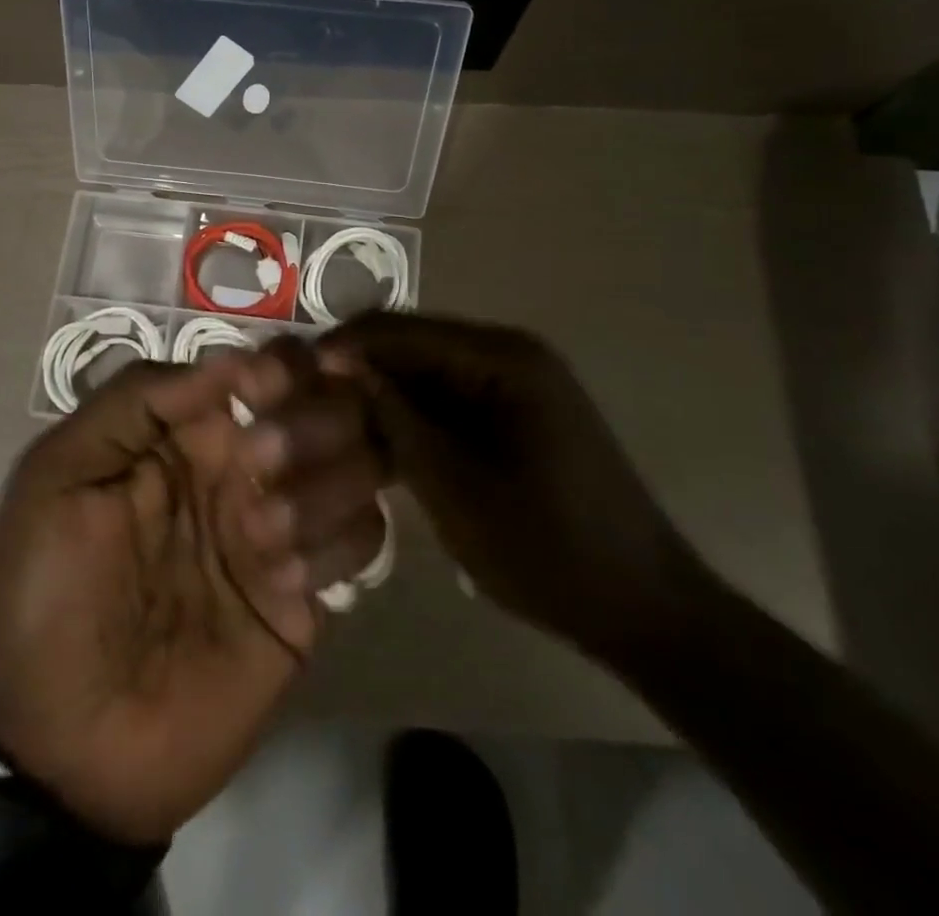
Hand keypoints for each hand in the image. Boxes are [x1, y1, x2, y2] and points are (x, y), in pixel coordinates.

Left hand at [0, 345, 388, 846]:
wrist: (63, 748)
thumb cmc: (49, 594)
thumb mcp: (60, 475)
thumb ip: (136, 399)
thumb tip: (232, 359)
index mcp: (190, 429)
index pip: (270, 366)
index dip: (281, 364)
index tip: (263, 390)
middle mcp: (246, 465)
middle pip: (330, 405)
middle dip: (311, 420)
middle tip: (263, 461)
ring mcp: (282, 528)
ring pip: (361, 464)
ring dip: (324, 483)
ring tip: (263, 533)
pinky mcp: (309, 597)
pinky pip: (363, 541)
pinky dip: (337, 543)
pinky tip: (285, 580)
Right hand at [321, 312, 705, 658]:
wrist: (643, 608)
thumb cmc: (548, 549)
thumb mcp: (455, 487)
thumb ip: (397, 419)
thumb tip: (343, 368)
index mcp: (503, 358)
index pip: (403, 330)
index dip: (346, 345)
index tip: (294, 373)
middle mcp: (511, 355)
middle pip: (415, 346)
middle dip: (362, 369)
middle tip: (307, 402)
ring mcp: (518, 385)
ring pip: (430, 374)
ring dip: (385, 395)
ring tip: (332, 423)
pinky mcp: (519, 415)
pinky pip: (452, 400)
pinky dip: (416, 417)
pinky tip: (381, 443)